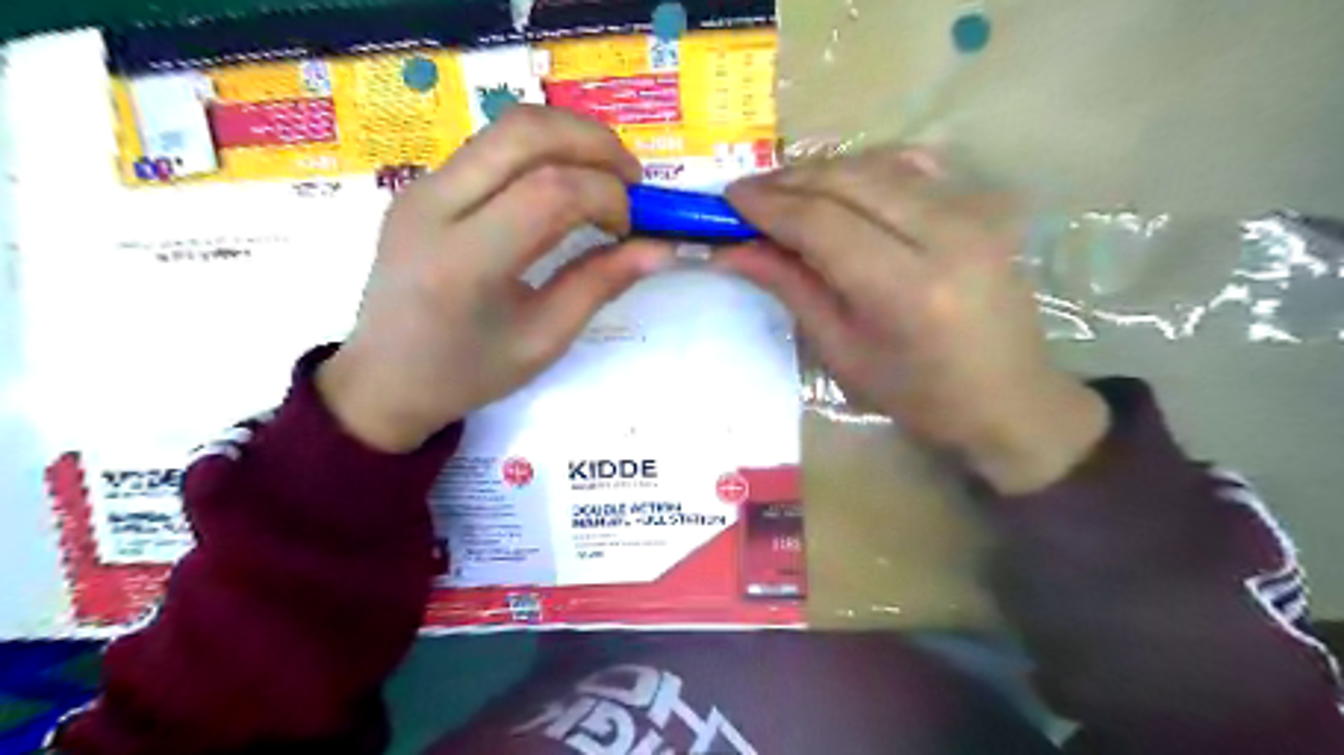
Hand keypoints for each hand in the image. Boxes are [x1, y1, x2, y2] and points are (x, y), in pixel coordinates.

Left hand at [314, 102, 670, 450]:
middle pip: (526, 132)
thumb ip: (601, 284)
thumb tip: (661, 248)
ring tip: (605, 178)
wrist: (383, 380)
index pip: (551, 192)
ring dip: (569, 138)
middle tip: (632, 180)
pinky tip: (564, 185)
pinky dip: (541, 151)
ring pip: (507, 127)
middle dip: (595, 142)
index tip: (632, 228)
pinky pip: (491, 146)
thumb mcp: (545, 340)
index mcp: (465, 260)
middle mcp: (434, 206)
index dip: (608, 196)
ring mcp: (420, 187)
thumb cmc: (467, 373)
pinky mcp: (420, 185)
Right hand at [719, 149, 1107, 490]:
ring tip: (784, 192)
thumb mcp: (843, 352)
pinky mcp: (982, 203)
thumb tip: (732, 251)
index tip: (729, 198)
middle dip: (789, 181)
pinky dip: (864, 167)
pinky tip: (839, 186)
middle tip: (747, 194)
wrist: (1009, 397)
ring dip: (821, 171)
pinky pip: (910, 165)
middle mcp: (946, 234)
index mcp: (908, 289)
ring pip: (877, 164)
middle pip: (849, 180)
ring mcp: (973, 211)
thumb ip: (791, 288)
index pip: (823, 223)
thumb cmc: (919, 395)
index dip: (770, 205)